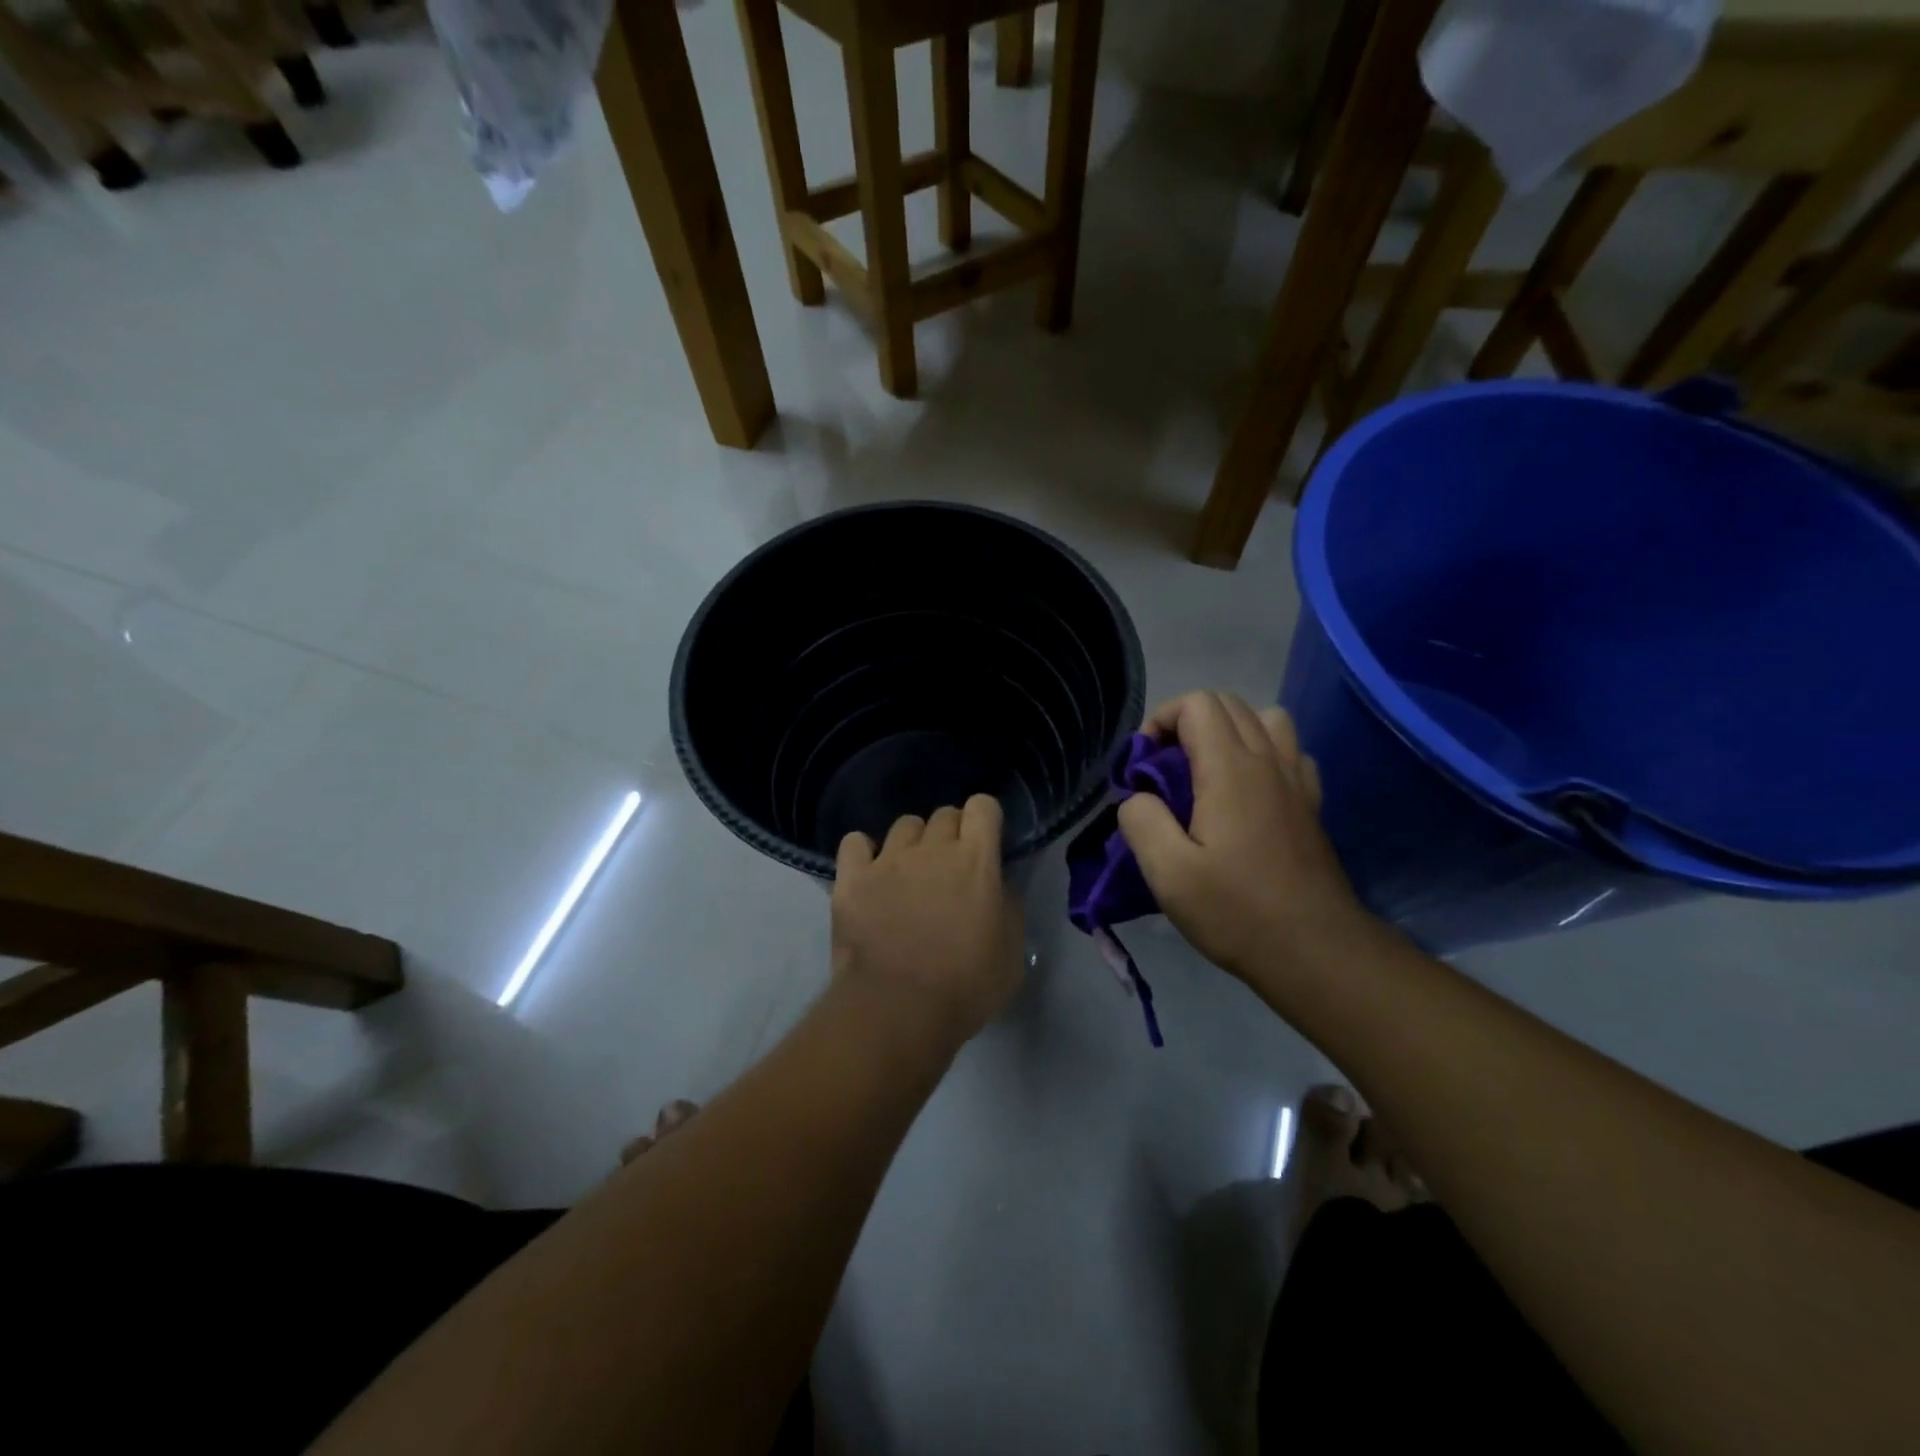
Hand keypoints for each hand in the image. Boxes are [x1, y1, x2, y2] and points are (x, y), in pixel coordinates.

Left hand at [832, 795, 1023, 1046]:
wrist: (897, 1011)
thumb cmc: (965, 987)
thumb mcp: (1011, 953)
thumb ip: (1009, 906)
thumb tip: (1000, 884)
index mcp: (976, 860)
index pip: (982, 806)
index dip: (985, 820)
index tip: (986, 844)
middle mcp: (932, 849)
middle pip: (944, 814)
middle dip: (952, 834)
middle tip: (950, 869)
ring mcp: (888, 860)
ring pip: (904, 826)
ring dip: (913, 843)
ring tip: (910, 874)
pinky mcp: (852, 879)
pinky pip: (855, 842)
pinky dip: (864, 853)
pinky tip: (870, 874)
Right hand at [1117, 691, 1373, 987]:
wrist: (1315, 951)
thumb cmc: (1236, 911)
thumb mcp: (1168, 873)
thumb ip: (1141, 820)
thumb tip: (1137, 797)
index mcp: (1230, 769)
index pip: (1197, 704)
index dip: (1161, 721)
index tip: (1143, 765)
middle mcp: (1268, 760)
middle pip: (1228, 703)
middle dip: (1186, 722)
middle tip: (1164, 769)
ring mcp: (1296, 779)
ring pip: (1265, 718)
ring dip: (1229, 731)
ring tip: (1206, 771)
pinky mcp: (1311, 803)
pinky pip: (1289, 750)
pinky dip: (1263, 753)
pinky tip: (1247, 792)